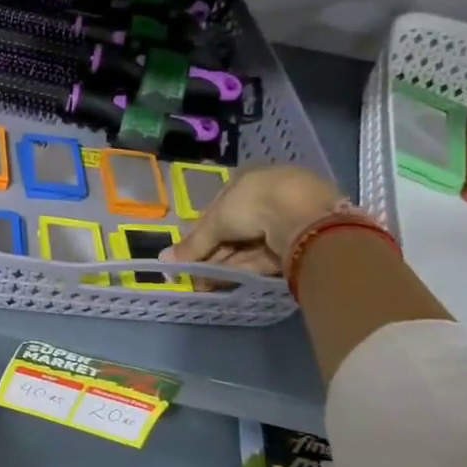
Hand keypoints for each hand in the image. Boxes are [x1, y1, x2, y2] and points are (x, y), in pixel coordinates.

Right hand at [163, 165, 343, 286]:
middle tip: (193, 275)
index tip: (187, 254)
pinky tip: (222, 282)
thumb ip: (193, 244)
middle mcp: (265, 199)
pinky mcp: (295, 244)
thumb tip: (164, 261)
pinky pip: (262, 257)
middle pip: (231, 231)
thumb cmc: (253, 203)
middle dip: (211, 254)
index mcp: (246, 182)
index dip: (200, 234)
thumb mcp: (215, 222)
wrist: (303, 215)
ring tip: (202, 284)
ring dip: (223, 265)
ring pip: (245, 247)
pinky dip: (242, 269)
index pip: (217, 210)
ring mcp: (283, 222)